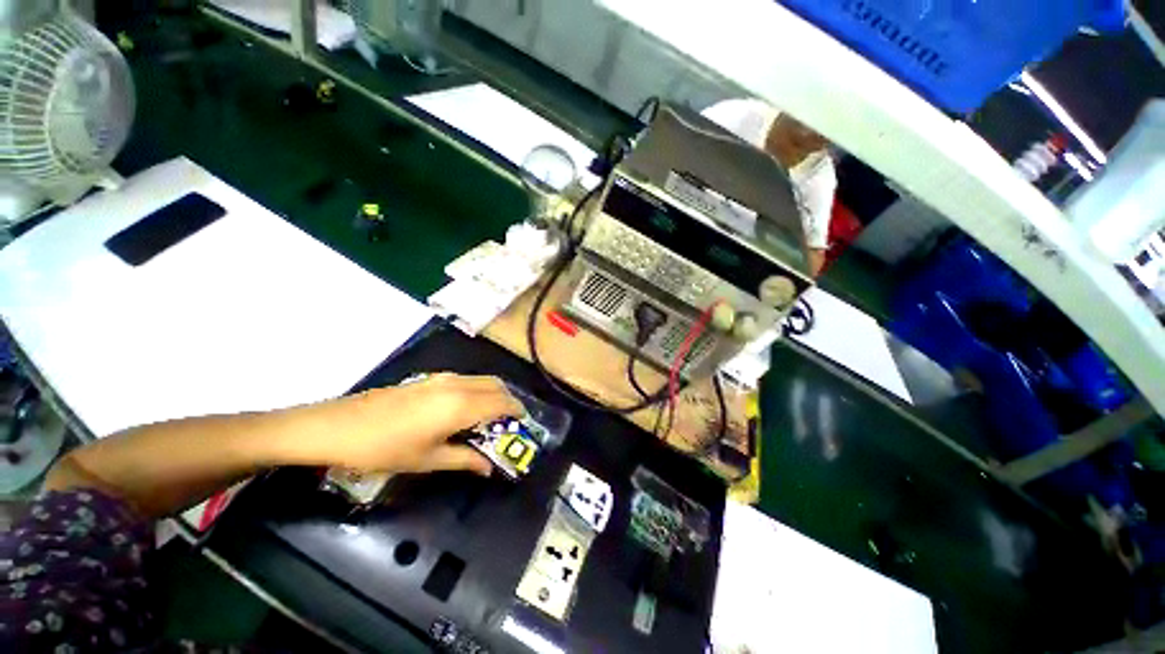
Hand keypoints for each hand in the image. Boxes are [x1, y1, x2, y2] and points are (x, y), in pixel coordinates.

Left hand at [303, 373, 523, 475]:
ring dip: (492, 394)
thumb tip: (488, 467)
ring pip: (481, 380)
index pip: (501, 402)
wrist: (336, 427)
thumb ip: (464, 460)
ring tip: (489, 417)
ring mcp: (441, 378)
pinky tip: (465, 409)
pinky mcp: (428, 378)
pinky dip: (477, 390)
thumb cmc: (384, 449)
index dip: (516, 411)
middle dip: (508, 400)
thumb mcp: (427, 460)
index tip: (523, 422)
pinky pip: (465, 380)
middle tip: (508, 421)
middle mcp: (457, 385)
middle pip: (495, 385)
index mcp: (461, 406)